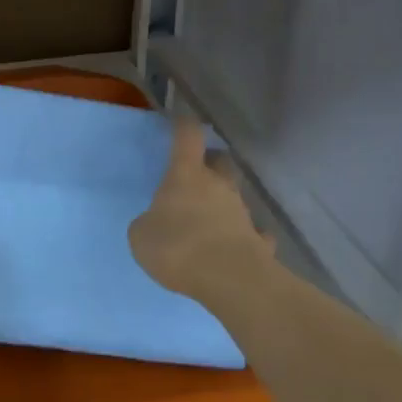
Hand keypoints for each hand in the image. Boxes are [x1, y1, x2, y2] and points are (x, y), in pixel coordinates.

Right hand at [129, 120, 269, 299]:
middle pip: (221, 161)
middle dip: (211, 162)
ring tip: (208, 222)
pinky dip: (244, 236)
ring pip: (235, 196)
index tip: (181, 121)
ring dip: (223, 202)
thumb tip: (156, 223)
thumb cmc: (178, 247)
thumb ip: (148, 223)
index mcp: (186, 175)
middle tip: (197, 174)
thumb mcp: (141, 236)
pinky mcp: (260, 241)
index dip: (184, 126)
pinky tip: (234, 248)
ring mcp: (243, 212)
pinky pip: (253, 233)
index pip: (188, 136)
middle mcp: (218, 186)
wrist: (230, 280)